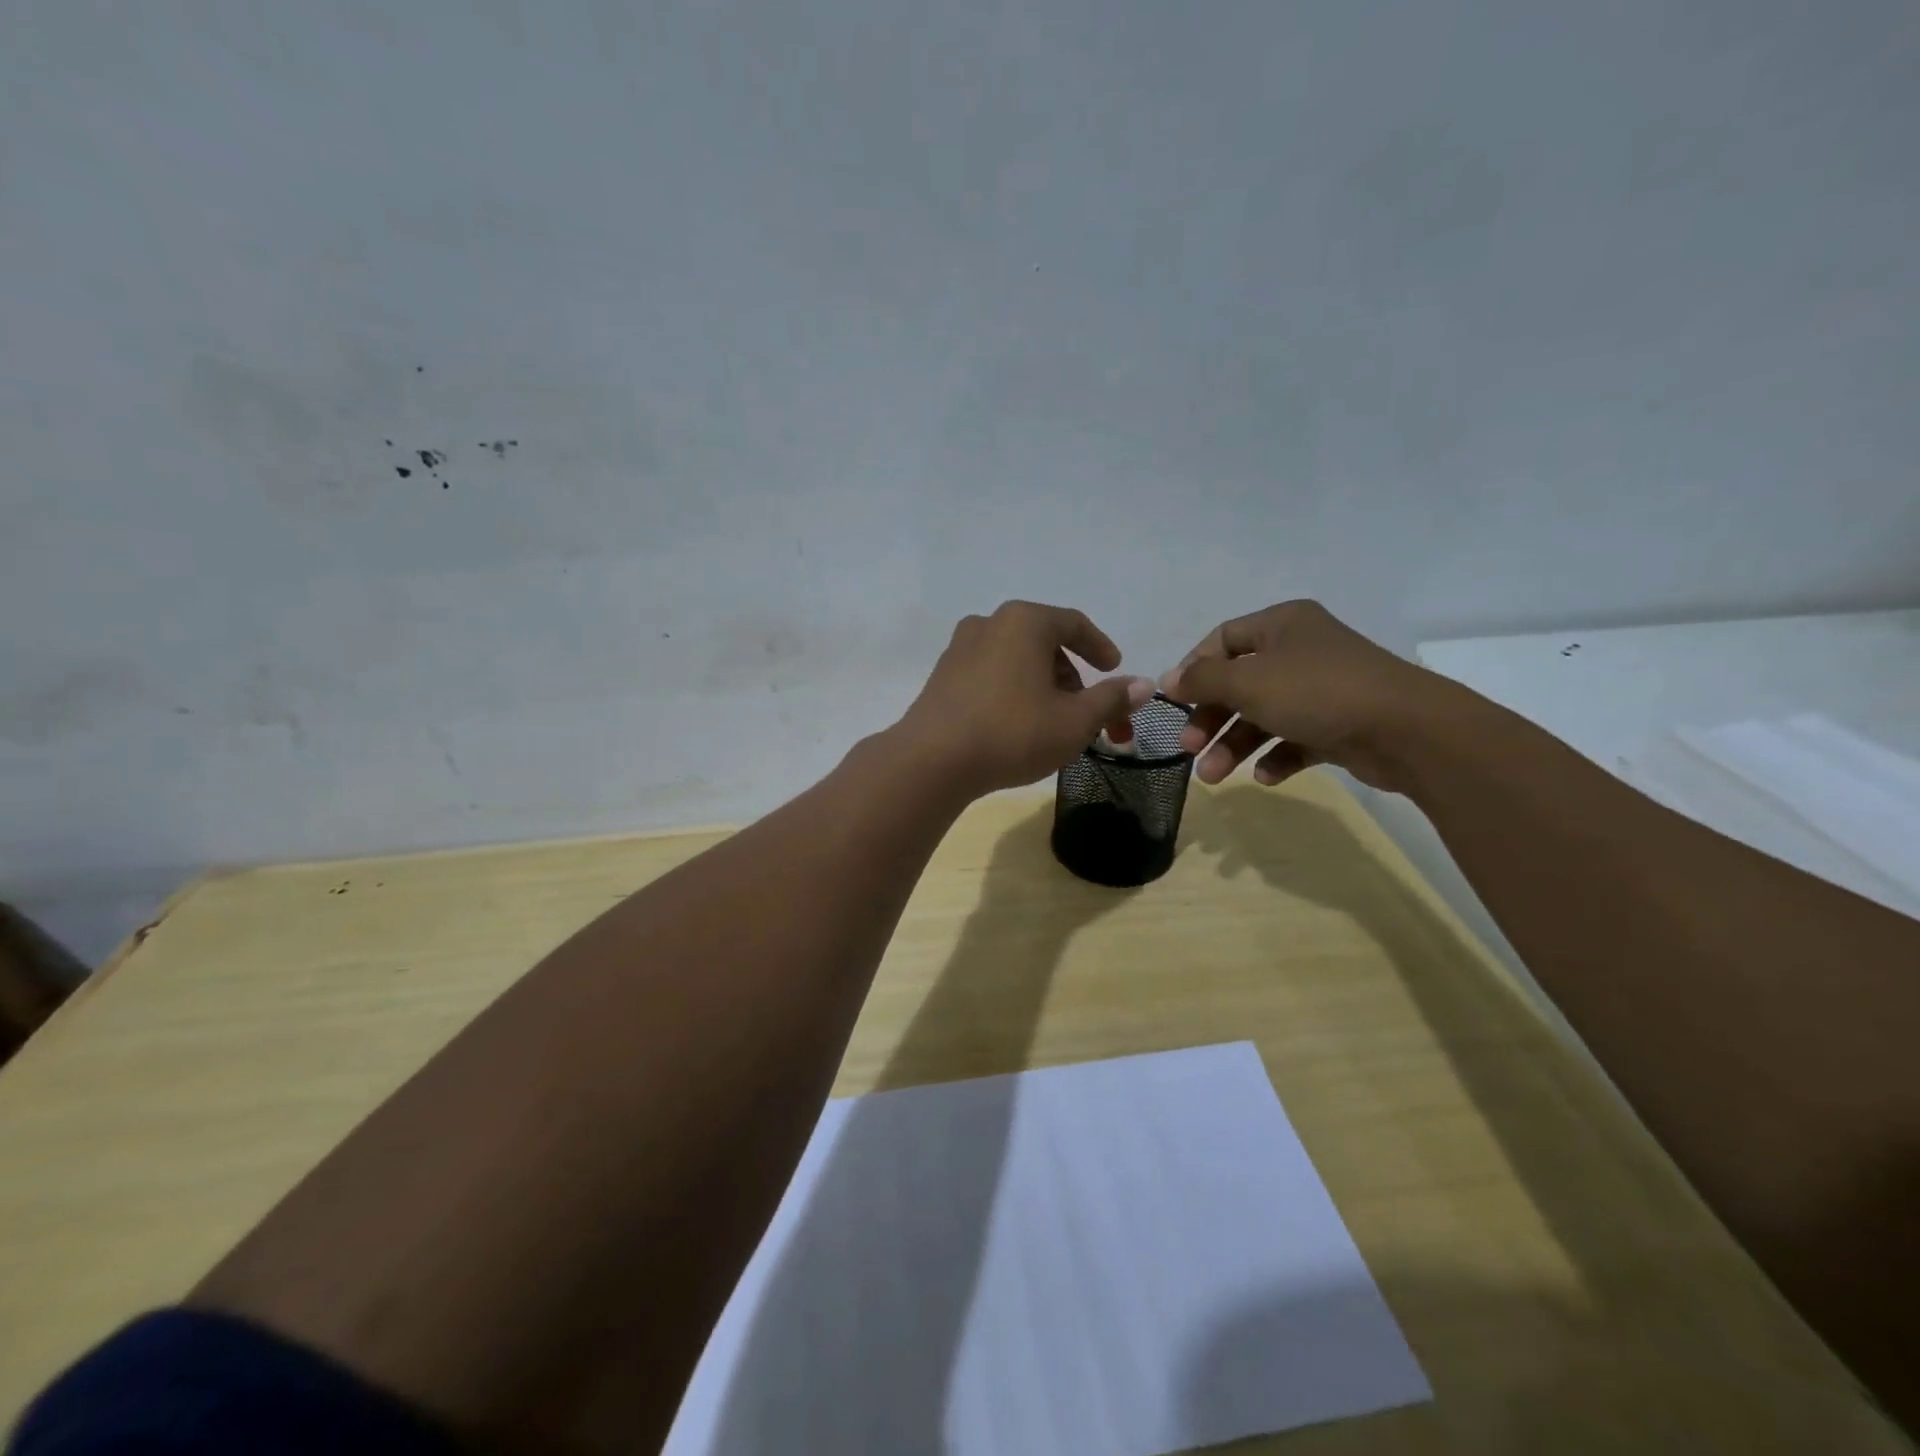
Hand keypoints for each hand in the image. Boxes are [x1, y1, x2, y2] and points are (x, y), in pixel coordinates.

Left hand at [896, 601, 1155, 797]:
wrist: (932, 761)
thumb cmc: (1012, 732)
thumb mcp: (1074, 721)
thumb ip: (1111, 699)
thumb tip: (1144, 685)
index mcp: (1024, 621)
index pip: (1074, 624)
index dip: (1100, 647)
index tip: (1115, 669)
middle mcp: (989, 623)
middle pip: (1045, 644)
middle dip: (1073, 679)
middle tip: (1089, 714)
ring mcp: (960, 648)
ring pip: (1017, 661)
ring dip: (1044, 687)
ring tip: (1055, 724)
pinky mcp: (942, 676)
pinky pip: (991, 674)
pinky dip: (1014, 691)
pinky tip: (1018, 725)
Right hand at [1158, 600, 1452, 793]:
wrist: (1407, 730)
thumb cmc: (1316, 692)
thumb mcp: (1247, 681)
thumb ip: (1202, 680)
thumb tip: (1168, 680)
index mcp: (1282, 625)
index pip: (1223, 639)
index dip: (1194, 669)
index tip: (1175, 702)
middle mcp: (1301, 651)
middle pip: (1240, 683)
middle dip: (1211, 719)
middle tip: (1189, 749)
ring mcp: (1322, 689)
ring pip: (1263, 716)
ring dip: (1234, 745)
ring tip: (1214, 777)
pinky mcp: (1339, 725)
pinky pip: (1295, 738)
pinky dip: (1276, 756)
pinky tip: (1266, 776)